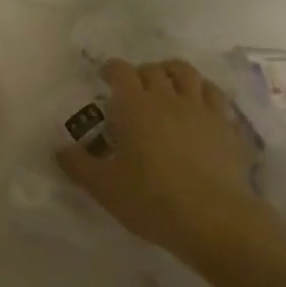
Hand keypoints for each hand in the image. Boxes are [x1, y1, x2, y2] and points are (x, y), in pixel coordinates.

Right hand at [58, 59, 264, 262]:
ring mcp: (201, 109)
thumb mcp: (104, 188)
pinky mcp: (226, 126)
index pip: (121, 73)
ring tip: (167, 84)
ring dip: (173, 72)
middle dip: (140, 72)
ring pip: (188, 74)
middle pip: (154, 70)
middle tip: (133, 88)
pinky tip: (200, 104)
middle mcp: (169, 99)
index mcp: (135, 108)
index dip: (111, 69)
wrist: (212, 217)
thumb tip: (60, 149)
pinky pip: (215, 94)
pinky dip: (203, 91)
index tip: (106, 76)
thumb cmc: (151, 200)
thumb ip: (78, 165)